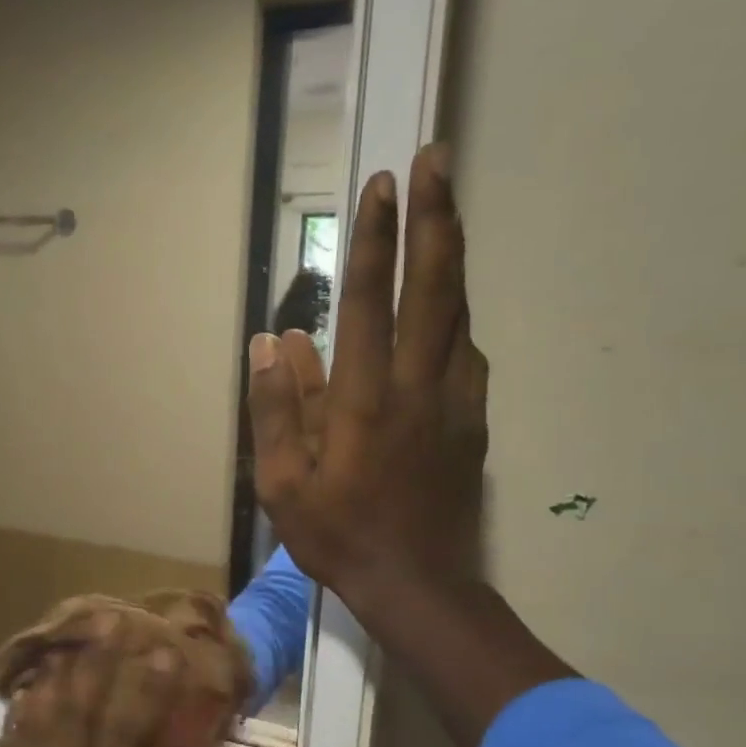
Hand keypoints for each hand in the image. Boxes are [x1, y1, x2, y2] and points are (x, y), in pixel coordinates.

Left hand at [0, 617, 187, 746]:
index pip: (124, 735)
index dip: (145, 689)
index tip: (161, 652)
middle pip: (74, 711)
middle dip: (94, 662)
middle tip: (108, 622)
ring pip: (36, 718)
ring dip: (55, 673)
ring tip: (69, 638)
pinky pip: (8, 743)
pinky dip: (19, 709)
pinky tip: (29, 686)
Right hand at [247, 145, 486, 609]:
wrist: (417, 585)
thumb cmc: (338, 536)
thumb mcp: (281, 485)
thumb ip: (276, 410)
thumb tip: (272, 342)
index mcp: (363, 400)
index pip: (370, 303)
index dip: (375, 240)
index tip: (381, 186)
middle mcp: (416, 387)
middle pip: (433, 288)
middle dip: (436, 218)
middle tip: (438, 161)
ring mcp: (454, 402)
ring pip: (458, 313)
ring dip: (451, 256)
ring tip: (445, 211)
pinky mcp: (473, 421)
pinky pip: (467, 354)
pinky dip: (457, 317)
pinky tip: (448, 307)